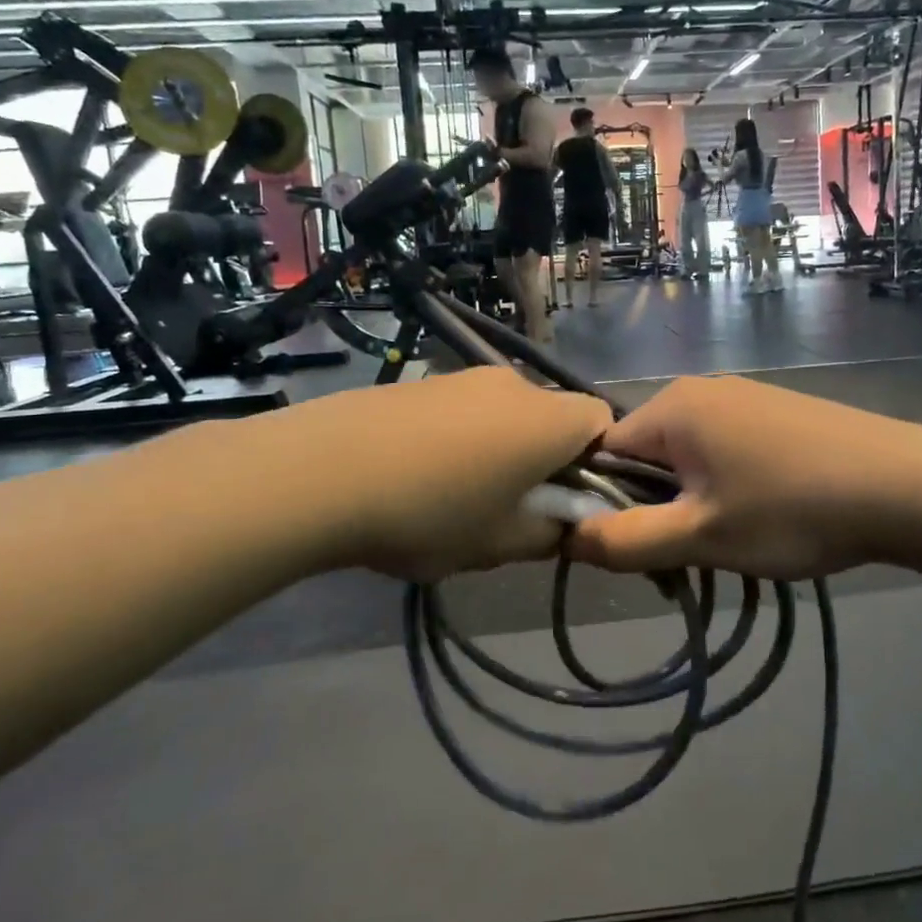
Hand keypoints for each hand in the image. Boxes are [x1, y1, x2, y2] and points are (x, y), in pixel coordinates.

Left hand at [242, 367, 613, 581]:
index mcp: (547, 420)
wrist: (318, 472)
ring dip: (499, 449)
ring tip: (456, 496)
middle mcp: (513, 384)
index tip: (567, 501)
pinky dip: (460, 438)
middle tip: (512, 508)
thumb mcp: (499, 544)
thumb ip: (549, 535)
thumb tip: (562, 524)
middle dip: (545, 459)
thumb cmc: (429, 512)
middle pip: (551, 417)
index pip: (603, 421)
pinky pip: (463, 409)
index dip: (599, 462)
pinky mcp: (420, 382)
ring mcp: (461, 377)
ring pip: (505, 414)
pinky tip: (418, 475)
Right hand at [568, 376, 921, 581]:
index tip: (627, 548)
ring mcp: (742, 398)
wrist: (907, 486)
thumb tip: (565, 537)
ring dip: (688, 503)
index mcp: (672, 407)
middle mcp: (700, 390)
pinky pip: (722, 449)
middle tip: (681, 557)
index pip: (602, 452)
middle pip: (643, 455)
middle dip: (649, 508)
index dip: (601, 503)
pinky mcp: (774, 413)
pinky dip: (722, 486)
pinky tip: (759, 517)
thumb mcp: (702, 536)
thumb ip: (625, 540)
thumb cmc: (793, 509)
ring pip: (685, 457)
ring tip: (725, 544)